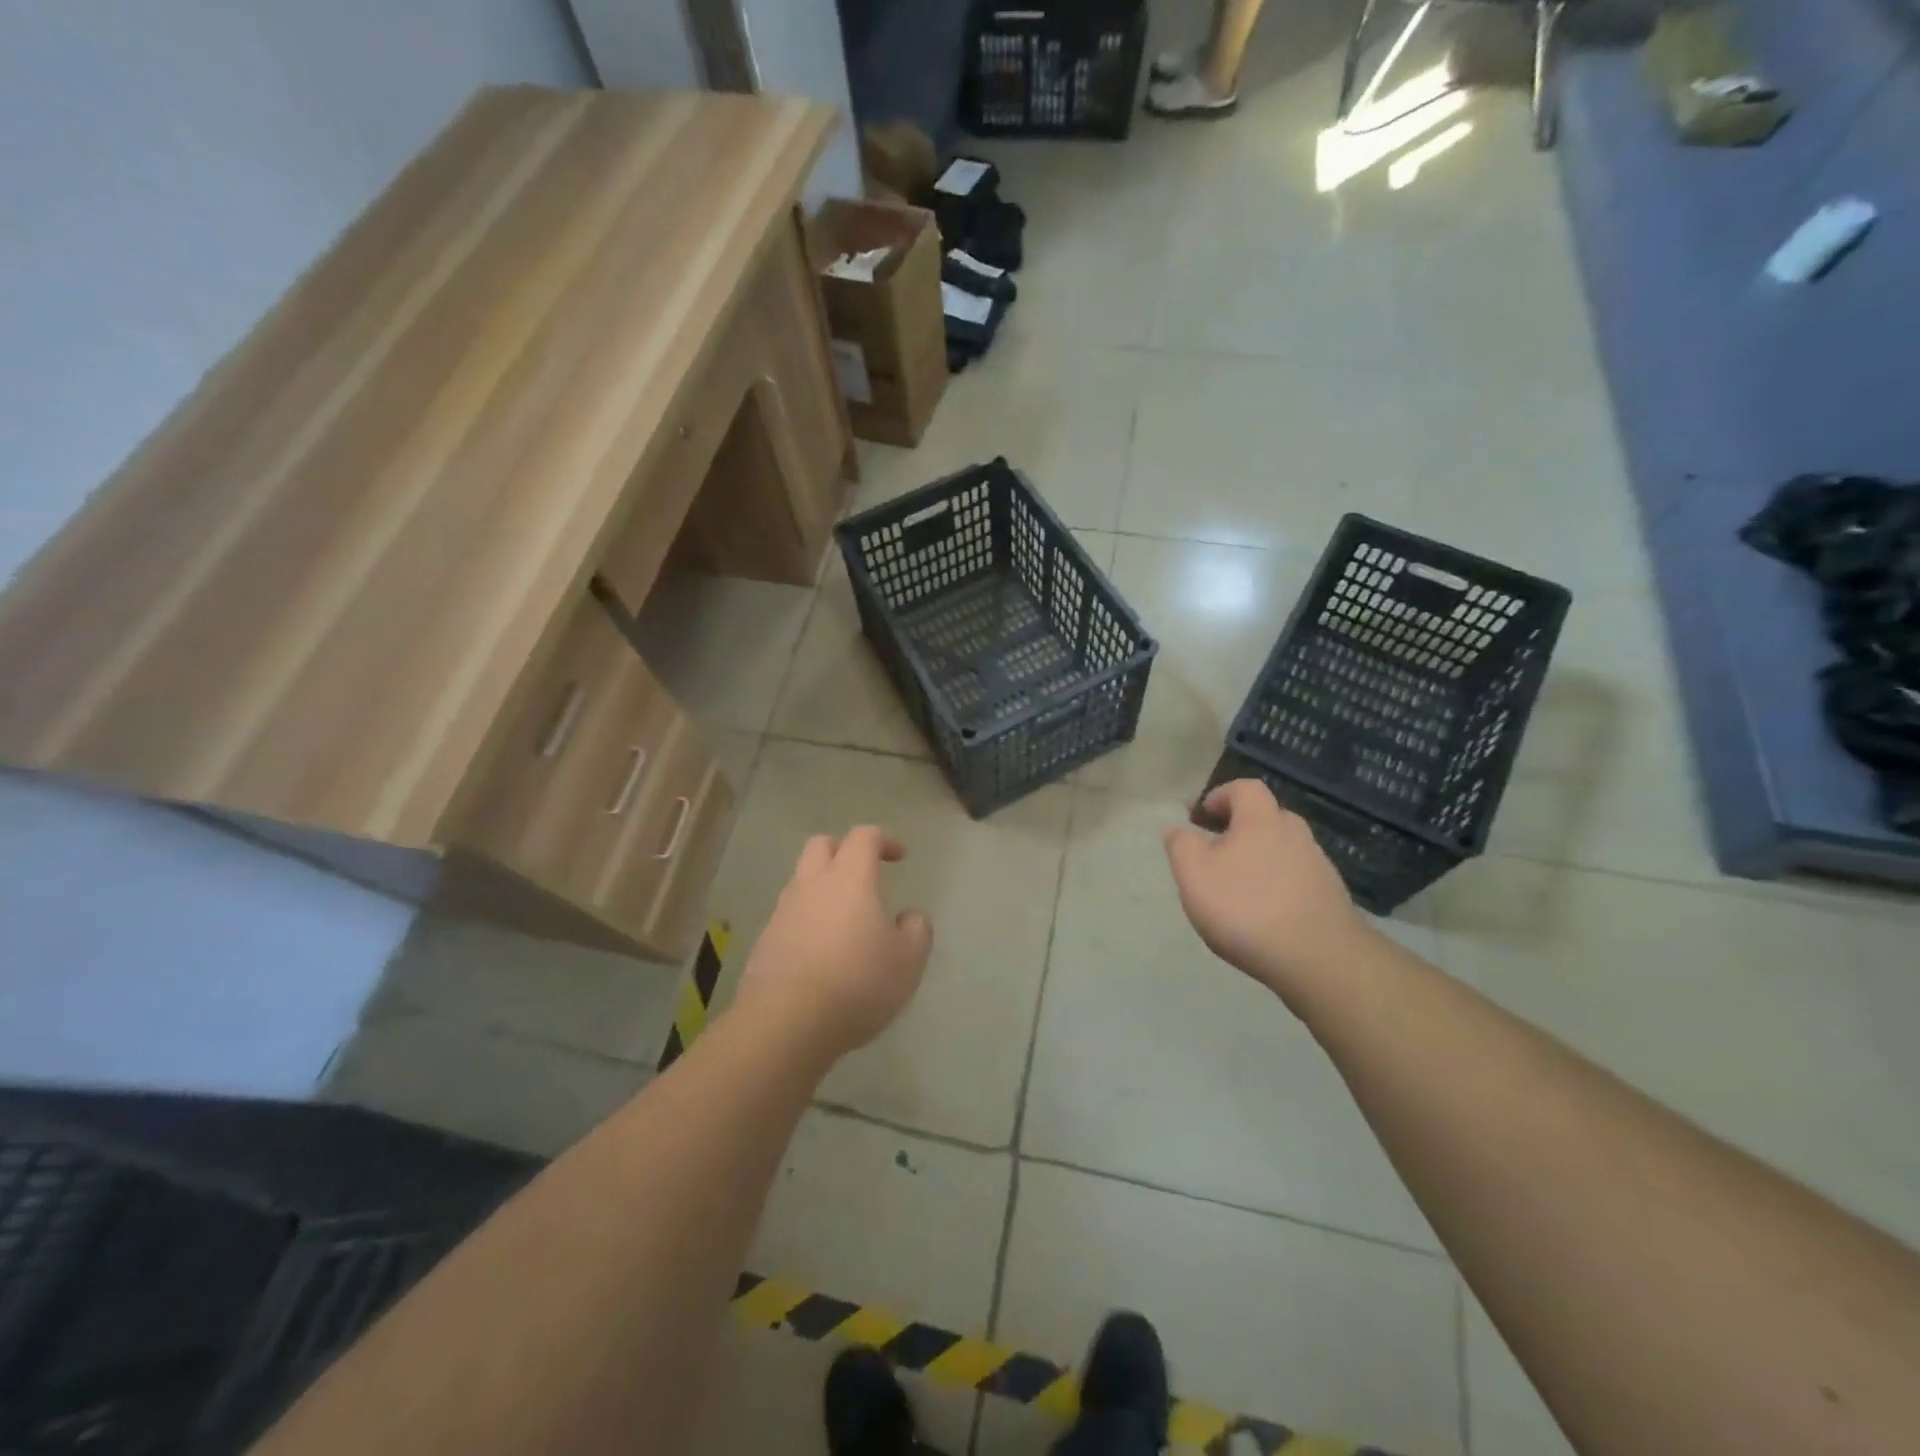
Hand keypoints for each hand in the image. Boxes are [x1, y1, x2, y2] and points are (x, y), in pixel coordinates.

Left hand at [735, 826, 933, 1058]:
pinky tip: (821, 953)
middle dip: (843, 850)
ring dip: (822, 888)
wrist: (786, 1023)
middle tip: (864, 874)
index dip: (883, 839)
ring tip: (844, 920)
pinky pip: (789, 917)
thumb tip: (909, 918)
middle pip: (821, 845)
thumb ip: (917, 931)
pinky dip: (807, 922)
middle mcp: (811, 885)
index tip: (899, 856)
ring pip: (801, 881)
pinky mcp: (765, 942)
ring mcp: (783, 913)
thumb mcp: (908, 961)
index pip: (863, 837)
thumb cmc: (857, 983)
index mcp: (849, 879)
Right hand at [1162, 779, 1367, 1001]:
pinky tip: (1264, 914)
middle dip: (1240, 828)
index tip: (1203, 815)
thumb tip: (1176, 828)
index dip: (1222, 795)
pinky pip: (1297, 878)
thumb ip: (1181, 845)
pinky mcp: (1330, 897)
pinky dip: (1278, 886)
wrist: (1319, 959)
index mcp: (1261, 820)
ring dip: (1259, 859)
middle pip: (1266, 817)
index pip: (1245, 788)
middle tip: (1216, 852)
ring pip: (1282, 849)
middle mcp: (1295, 834)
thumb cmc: (1246, 908)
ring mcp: (1318, 865)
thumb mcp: (1194, 874)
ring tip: (1238, 889)